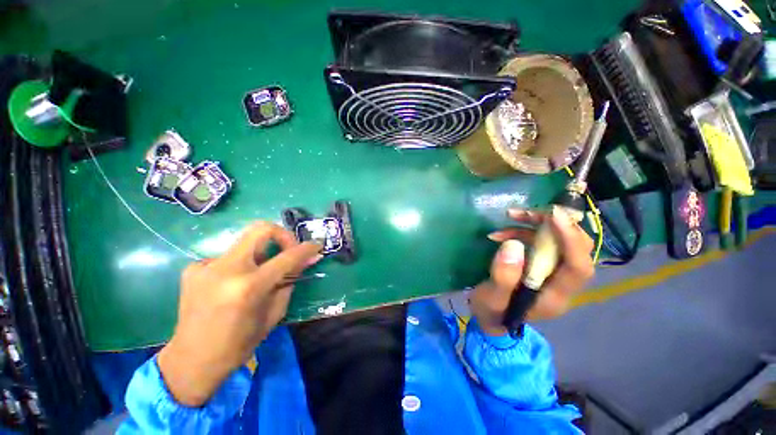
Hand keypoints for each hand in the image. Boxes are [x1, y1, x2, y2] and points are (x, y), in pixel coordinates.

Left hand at [157, 222, 321, 406]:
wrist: (192, 361)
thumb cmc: (240, 343)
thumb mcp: (274, 312)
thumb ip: (291, 280)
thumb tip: (308, 259)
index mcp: (249, 287)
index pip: (287, 257)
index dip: (306, 248)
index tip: (316, 246)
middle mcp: (226, 269)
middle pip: (261, 229)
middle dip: (283, 235)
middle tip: (289, 250)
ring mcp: (205, 266)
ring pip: (246, 243)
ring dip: (261, 254)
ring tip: (260, 274)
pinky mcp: (193, 268)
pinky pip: (228, 256)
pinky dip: (241, 265)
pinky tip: (235, 284)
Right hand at [470, 209, 594, 336]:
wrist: (490, 316)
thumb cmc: (491, 311)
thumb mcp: (491, 298)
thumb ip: (503, 276)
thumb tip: (513, 245)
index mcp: (554, 297)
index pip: (579, 267)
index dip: (571, 240)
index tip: (553, 215)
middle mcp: (561, 283)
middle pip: (576, 248)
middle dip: (554, 225)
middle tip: (527, 213)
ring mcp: (552, 273)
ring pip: (559, 240)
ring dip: (536, 224)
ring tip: (510, 216)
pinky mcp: (541, 264)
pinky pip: (542, 241)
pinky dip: (524, 231)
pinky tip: (502, 232)